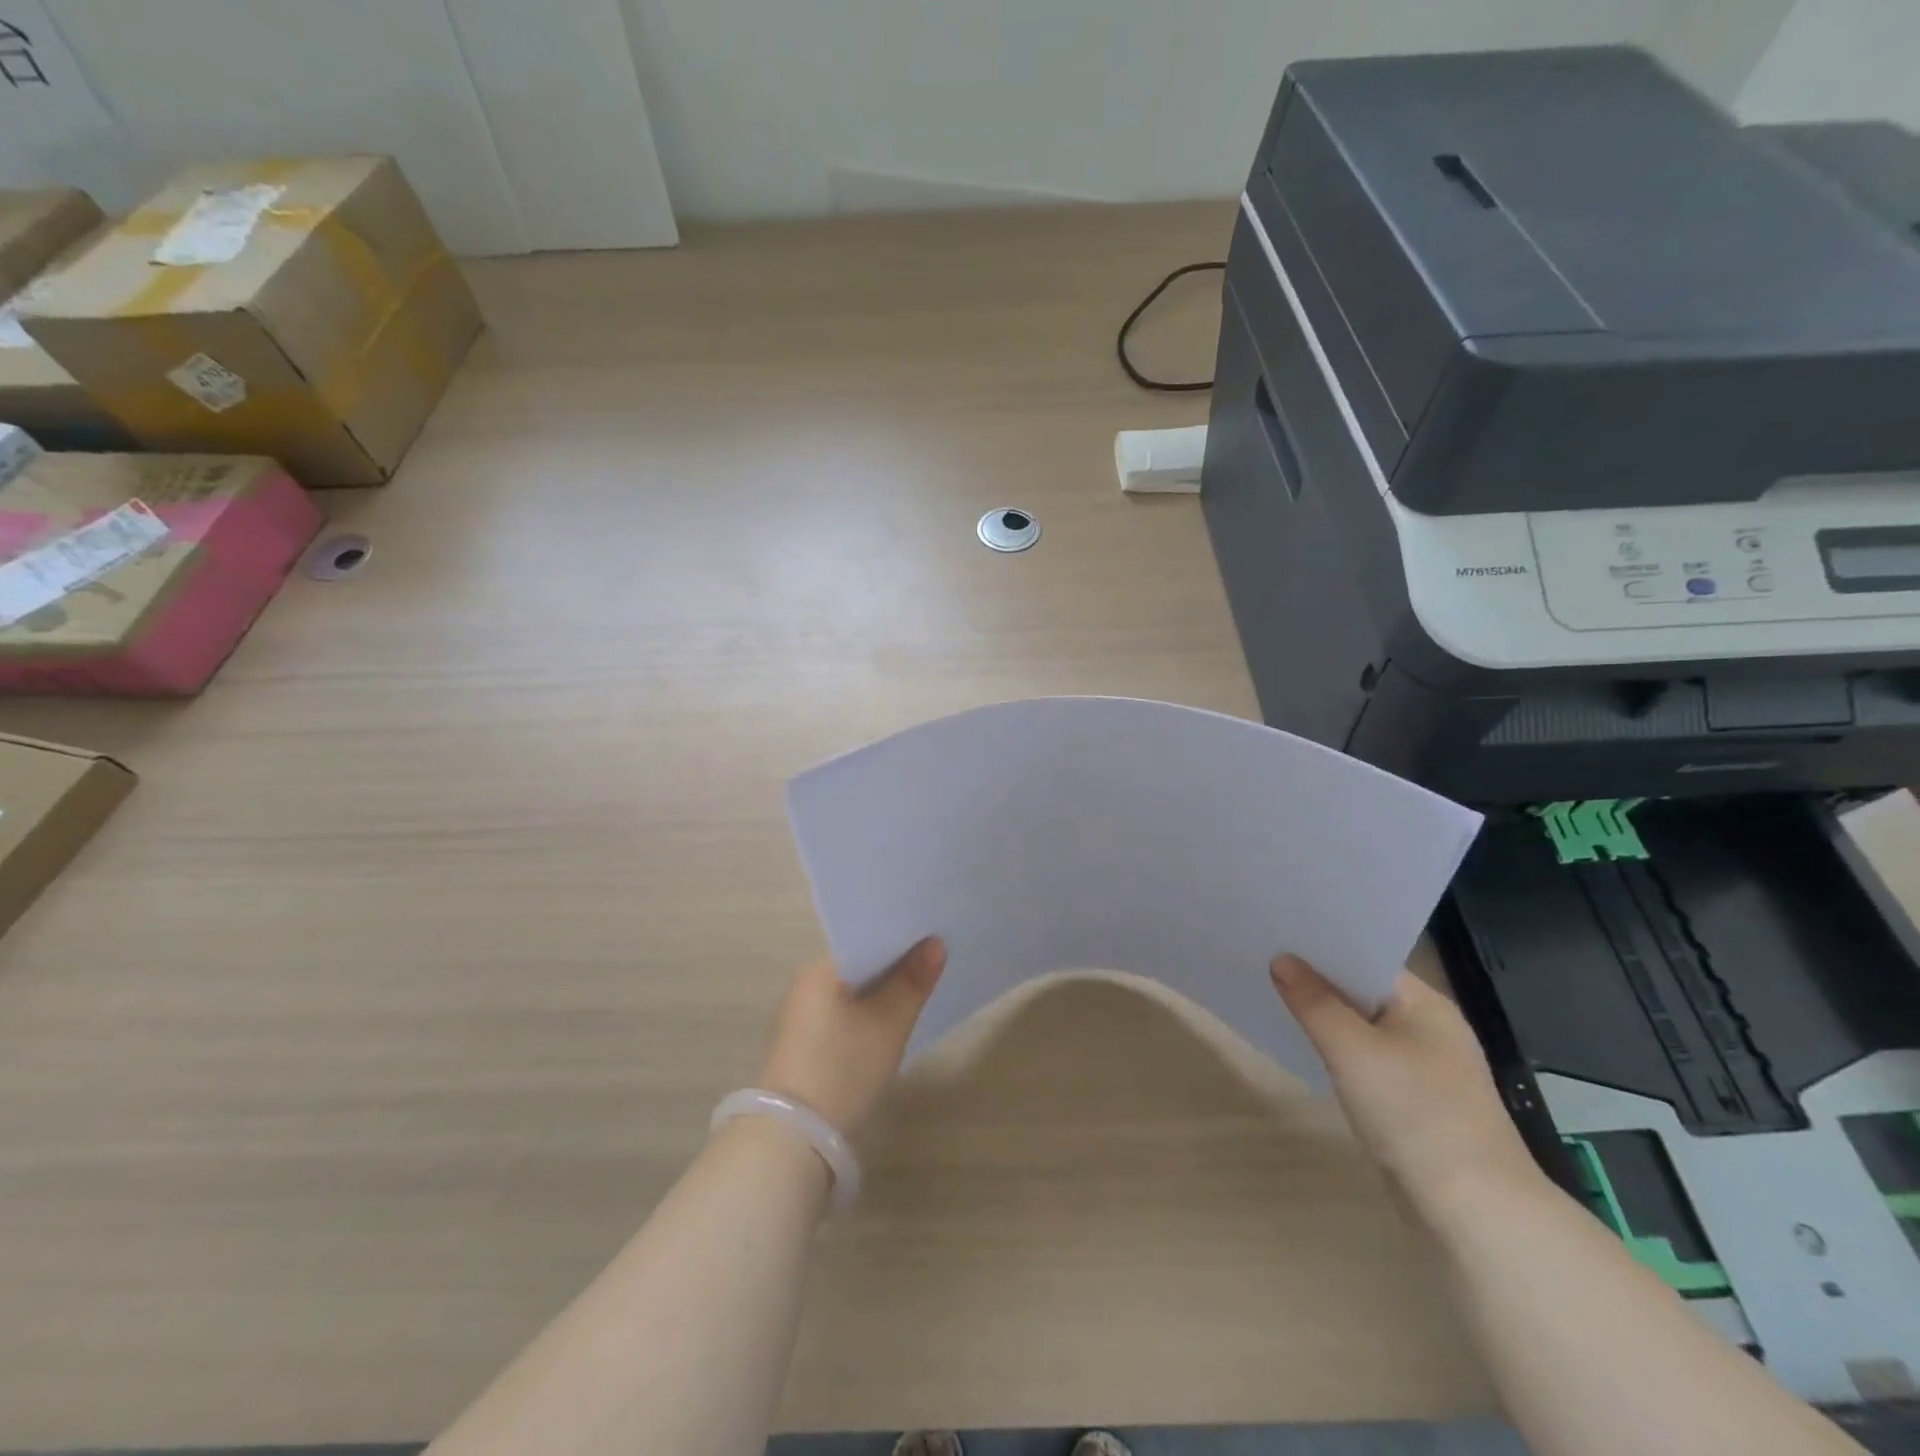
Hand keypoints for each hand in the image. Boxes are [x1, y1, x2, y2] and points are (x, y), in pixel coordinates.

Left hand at [756, 938, 945, 1137]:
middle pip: (859, 964)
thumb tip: (935, 944)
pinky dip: (866, 1013)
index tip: (932, 936)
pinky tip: (890, 1022)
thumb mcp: (889, 1024)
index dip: (900, 937)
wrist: (794, 1139)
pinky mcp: (803, 1045)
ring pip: (852, 991)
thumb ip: (913, 982)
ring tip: (919, 987)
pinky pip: (842, 1013)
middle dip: (894, 964)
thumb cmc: (843, 1069)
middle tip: (935, 961)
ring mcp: (801, 1016)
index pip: (865, 937)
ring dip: (881, 991)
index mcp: (819, 969)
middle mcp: (805, 985)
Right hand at [1271, 954, 1539, 1219]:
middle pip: (1362, 990)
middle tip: (1263, 959)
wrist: (1473, 1210)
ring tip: (1274, 996)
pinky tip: (1306, 1048)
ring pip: (1362, 1027)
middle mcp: (1429, 1028)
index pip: (1367, 958)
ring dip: (1325, 1016)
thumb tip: (1281, 960)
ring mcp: (1424, 1067)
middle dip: (1317, 979)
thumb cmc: (1415, 1113)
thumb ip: (1314, 1002)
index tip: (1277, 934)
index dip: (1322, 945)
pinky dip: (1337, 1050)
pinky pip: (1365, 1060)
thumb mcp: (1353, 1050)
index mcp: (1426, 1005)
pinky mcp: (1413, 1101)